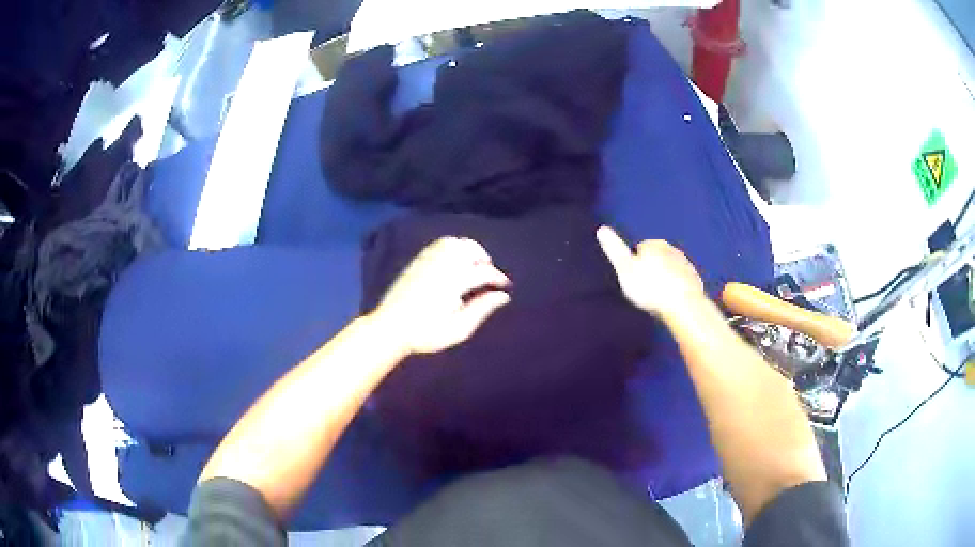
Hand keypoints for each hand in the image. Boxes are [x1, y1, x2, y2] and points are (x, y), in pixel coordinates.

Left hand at [369, 237, 511, 355]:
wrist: (391, 328)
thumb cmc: (426, 333)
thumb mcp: (459, 329)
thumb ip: (482, 309)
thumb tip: (503, 296)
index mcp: (453, 281)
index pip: (483, 271)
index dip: (497, 277)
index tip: (504, 286)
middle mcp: (441, 265)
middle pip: (469, 248)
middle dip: (483, 258)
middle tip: (488, 275)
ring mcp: (427, 260)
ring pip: (454, 243)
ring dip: (468, 250)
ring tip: (472, 267)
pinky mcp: (417, 261)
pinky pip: (438, 245)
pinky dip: (452, 248)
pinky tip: (453, 264)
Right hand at [597, 226, 705, 318]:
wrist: (682, 305)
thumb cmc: (650, 287)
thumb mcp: (625, 269)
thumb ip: (614, 249)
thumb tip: (601, 229)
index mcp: (654, 245)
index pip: (641, 248)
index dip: (635, 263)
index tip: (633, 278)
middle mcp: (672, 250)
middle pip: (657, 257)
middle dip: (651, 268)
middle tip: (644, 288)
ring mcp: (686, 264)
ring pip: (670, 268)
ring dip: (664, 277)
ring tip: (657, 296)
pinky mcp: (694, 280)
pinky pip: (681, 281)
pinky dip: (676, 287)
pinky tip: (671, 300)